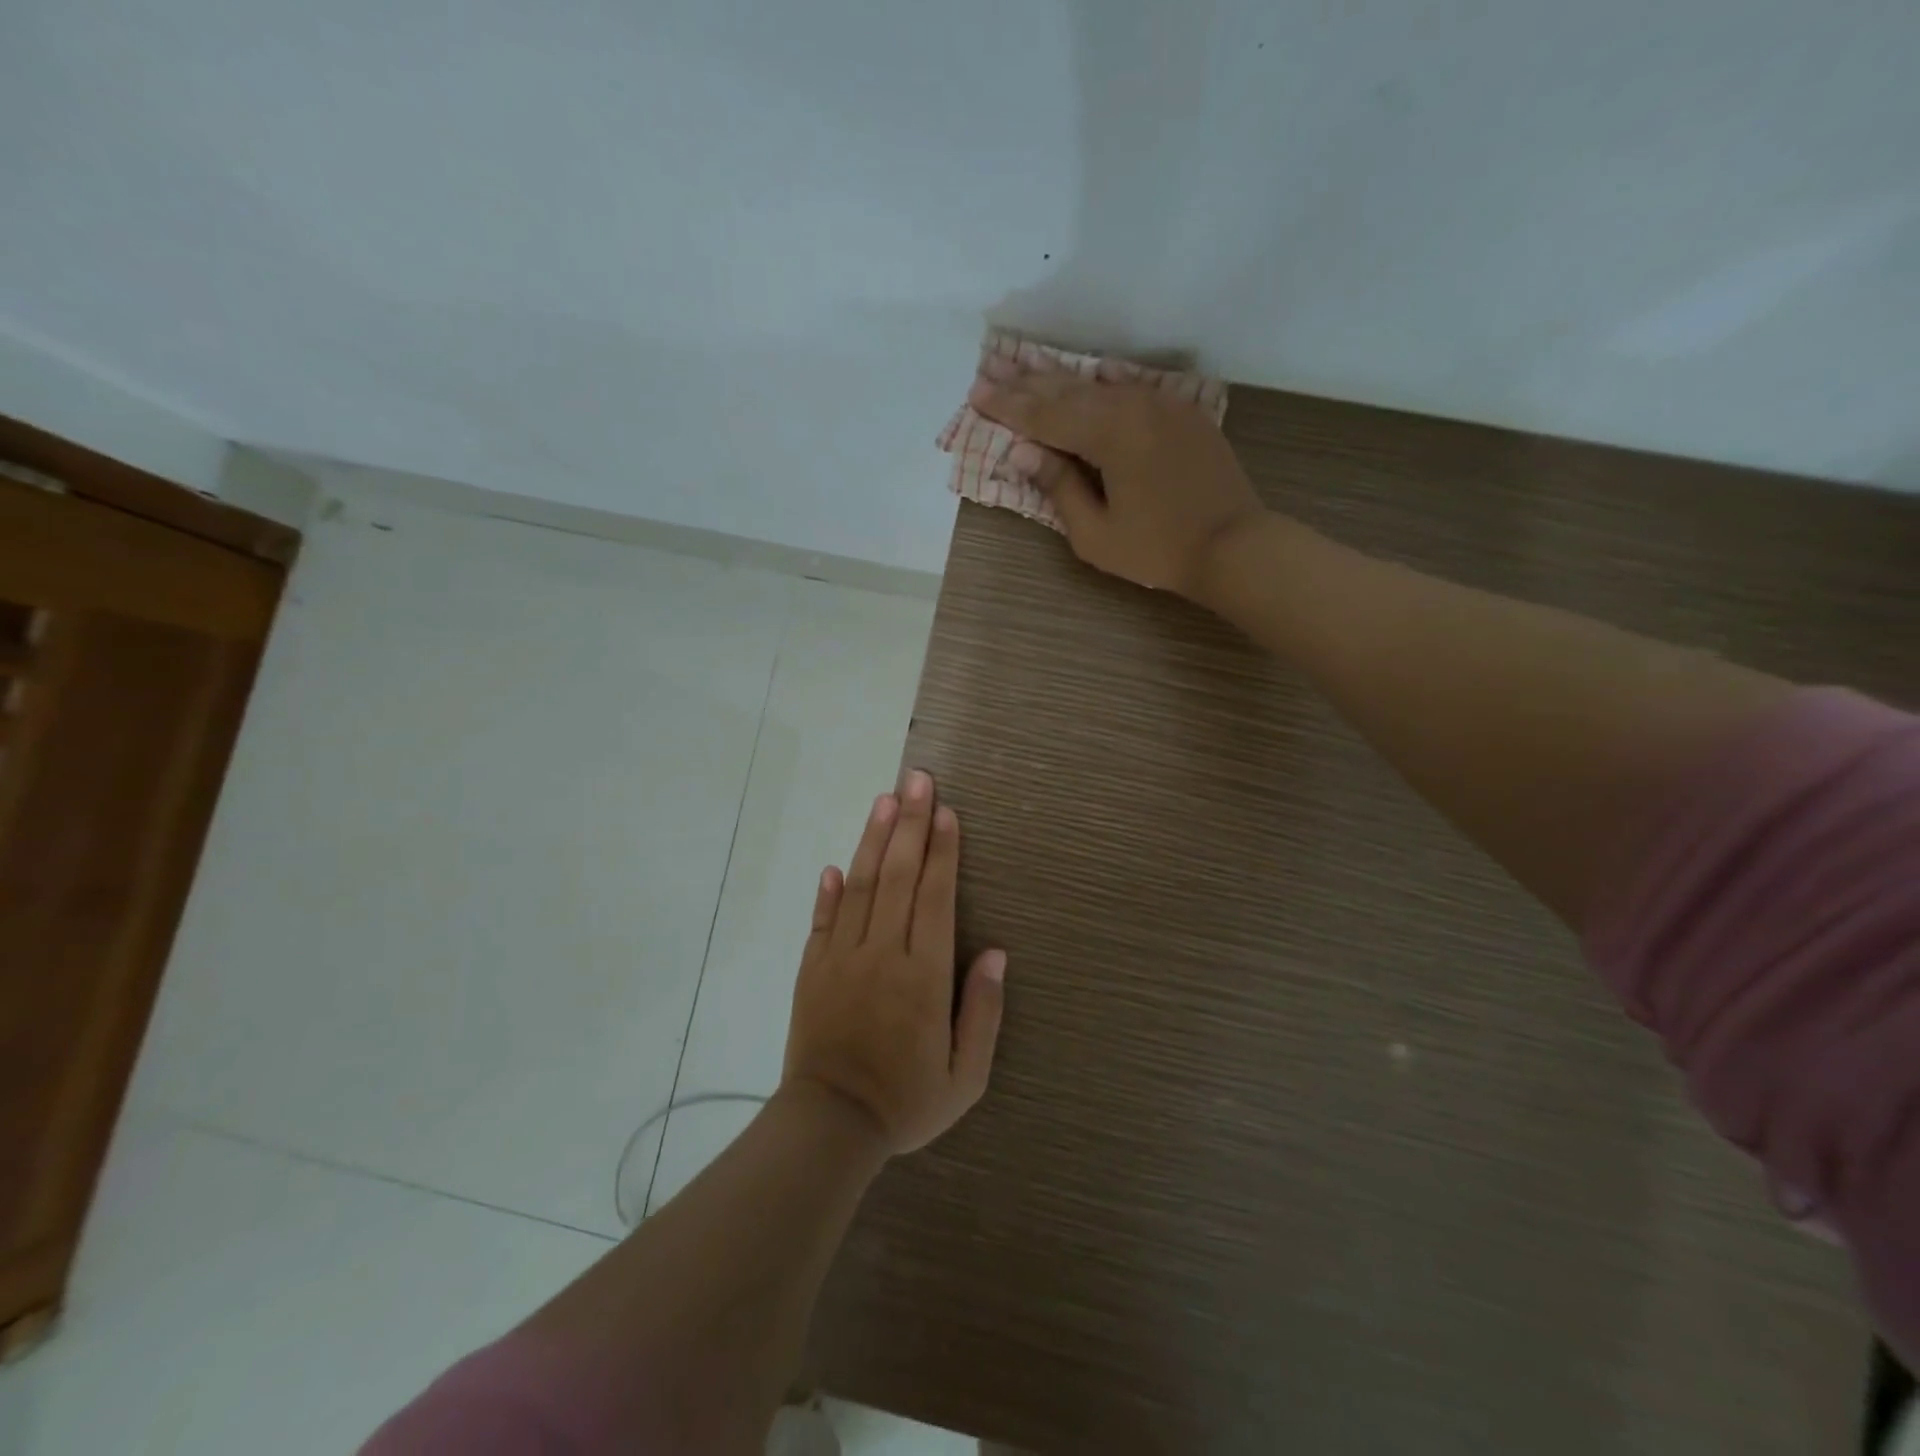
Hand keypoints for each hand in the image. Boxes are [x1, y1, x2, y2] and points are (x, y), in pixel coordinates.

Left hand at [781, 770, 1006, 1155]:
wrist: (831, 1126)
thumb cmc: (907, 1101)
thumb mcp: (967, 1075)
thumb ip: (983, 1011)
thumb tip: (995, 953)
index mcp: (923, 975)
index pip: (935, 897)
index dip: (942, 851)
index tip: (945, 811)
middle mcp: (882, 954)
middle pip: (897, 876)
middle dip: (910, 824)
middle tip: (917, 779)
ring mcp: (842, 958)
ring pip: (860, 886)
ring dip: (873, 840)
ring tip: (884, 800)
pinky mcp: (812, 969)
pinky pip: (822, 920)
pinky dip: (829, 891)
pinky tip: (836, 864)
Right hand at [969, 360, 1265, 596]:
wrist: (1235, 545)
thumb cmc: (1158, 550)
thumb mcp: (1096, 534)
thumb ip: (1060, 488)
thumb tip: (1025, 452)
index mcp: (1109, 433)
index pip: (1044, 416)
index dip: (1008, 407)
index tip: (976, 394)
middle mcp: (1133, 405)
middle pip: (1068, 392)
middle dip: (1026, 385)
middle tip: (990, 372)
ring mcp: (1162, 404)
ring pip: (1100, 386)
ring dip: (1060, 381)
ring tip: (1027, 371)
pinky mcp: (1182, 412)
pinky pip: (1130, 390)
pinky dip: (1101, 386)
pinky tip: (1087, 378)